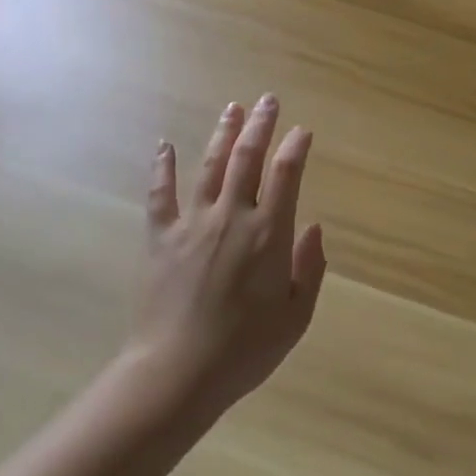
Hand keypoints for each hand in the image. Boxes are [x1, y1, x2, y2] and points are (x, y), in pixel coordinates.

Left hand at [133, 95, 327, 414]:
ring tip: (233, 108)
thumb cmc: (245, 350)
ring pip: (210, 167)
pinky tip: (164, 145)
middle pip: (247, 159)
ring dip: (223, 134)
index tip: (302, 131)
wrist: (176, 375)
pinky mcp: (160, 239)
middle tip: (268, 100)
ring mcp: (192, 225)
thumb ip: (310, 268)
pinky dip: (163, 168)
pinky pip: (161, 195)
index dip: (296, 148)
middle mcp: (231, 218)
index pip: (286, 175)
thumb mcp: (296, 316)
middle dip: (260, 126)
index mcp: (268, 234)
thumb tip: (315, 228)